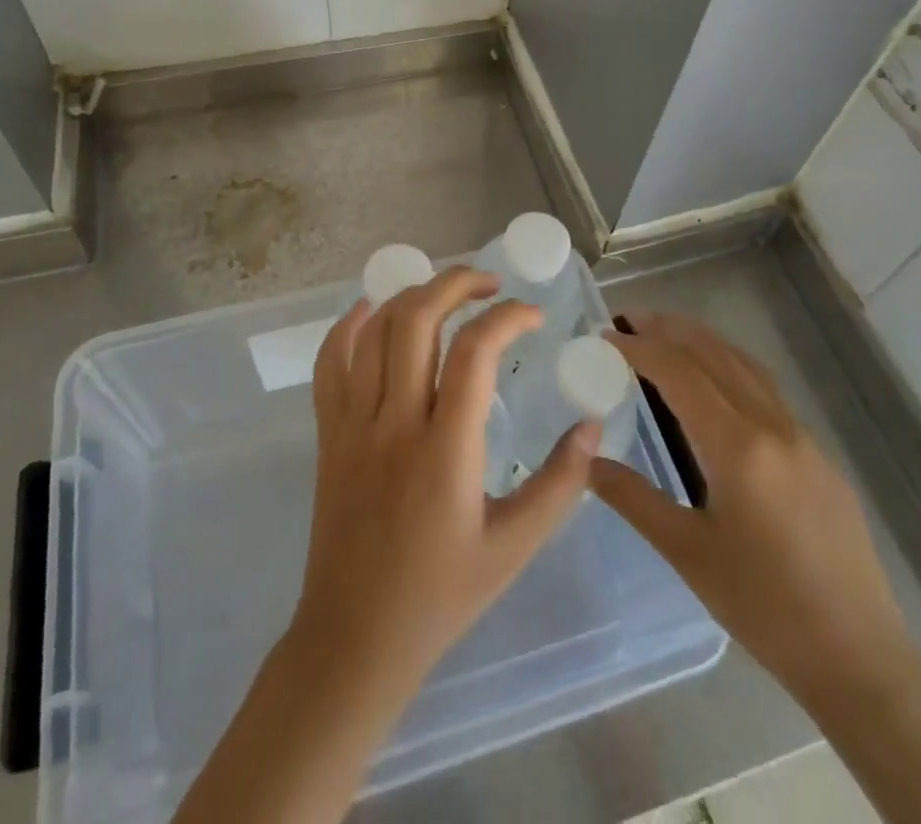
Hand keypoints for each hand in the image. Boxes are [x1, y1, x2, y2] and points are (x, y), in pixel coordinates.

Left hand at [292, 266, 601, 695]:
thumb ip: (560, 484)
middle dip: (456, 283)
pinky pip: (329, 362)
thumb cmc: (441, 595)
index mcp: (445, 451)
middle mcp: (394, 423)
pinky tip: (372, 310)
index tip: (534, 315)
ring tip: (445, 292)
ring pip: (374, 330)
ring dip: (411, 295)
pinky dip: (349, 325)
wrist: (355, 638)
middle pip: (416, 320)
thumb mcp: (515, 547)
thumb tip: (592, 426)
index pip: (475, 352)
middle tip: (489, 283)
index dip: (508, 317)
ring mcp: (352, 424)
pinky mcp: (328, 433)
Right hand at [591, 313, 920, 710]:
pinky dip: (729, 365)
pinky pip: (765, 388)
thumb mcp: (687, 553)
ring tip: (666, 334)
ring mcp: (801, 437)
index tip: (606, 337)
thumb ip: (633, 497)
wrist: (858, 656)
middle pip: (714, 354)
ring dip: (702, 341)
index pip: (679, 373)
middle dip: (669, 329)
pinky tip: (715, 381)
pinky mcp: (818, 454)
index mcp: (738, 446)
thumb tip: (585, 461)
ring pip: (744, 365)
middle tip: (629, 318)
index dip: (639, 348)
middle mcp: (772, 426)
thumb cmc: (764, 606)